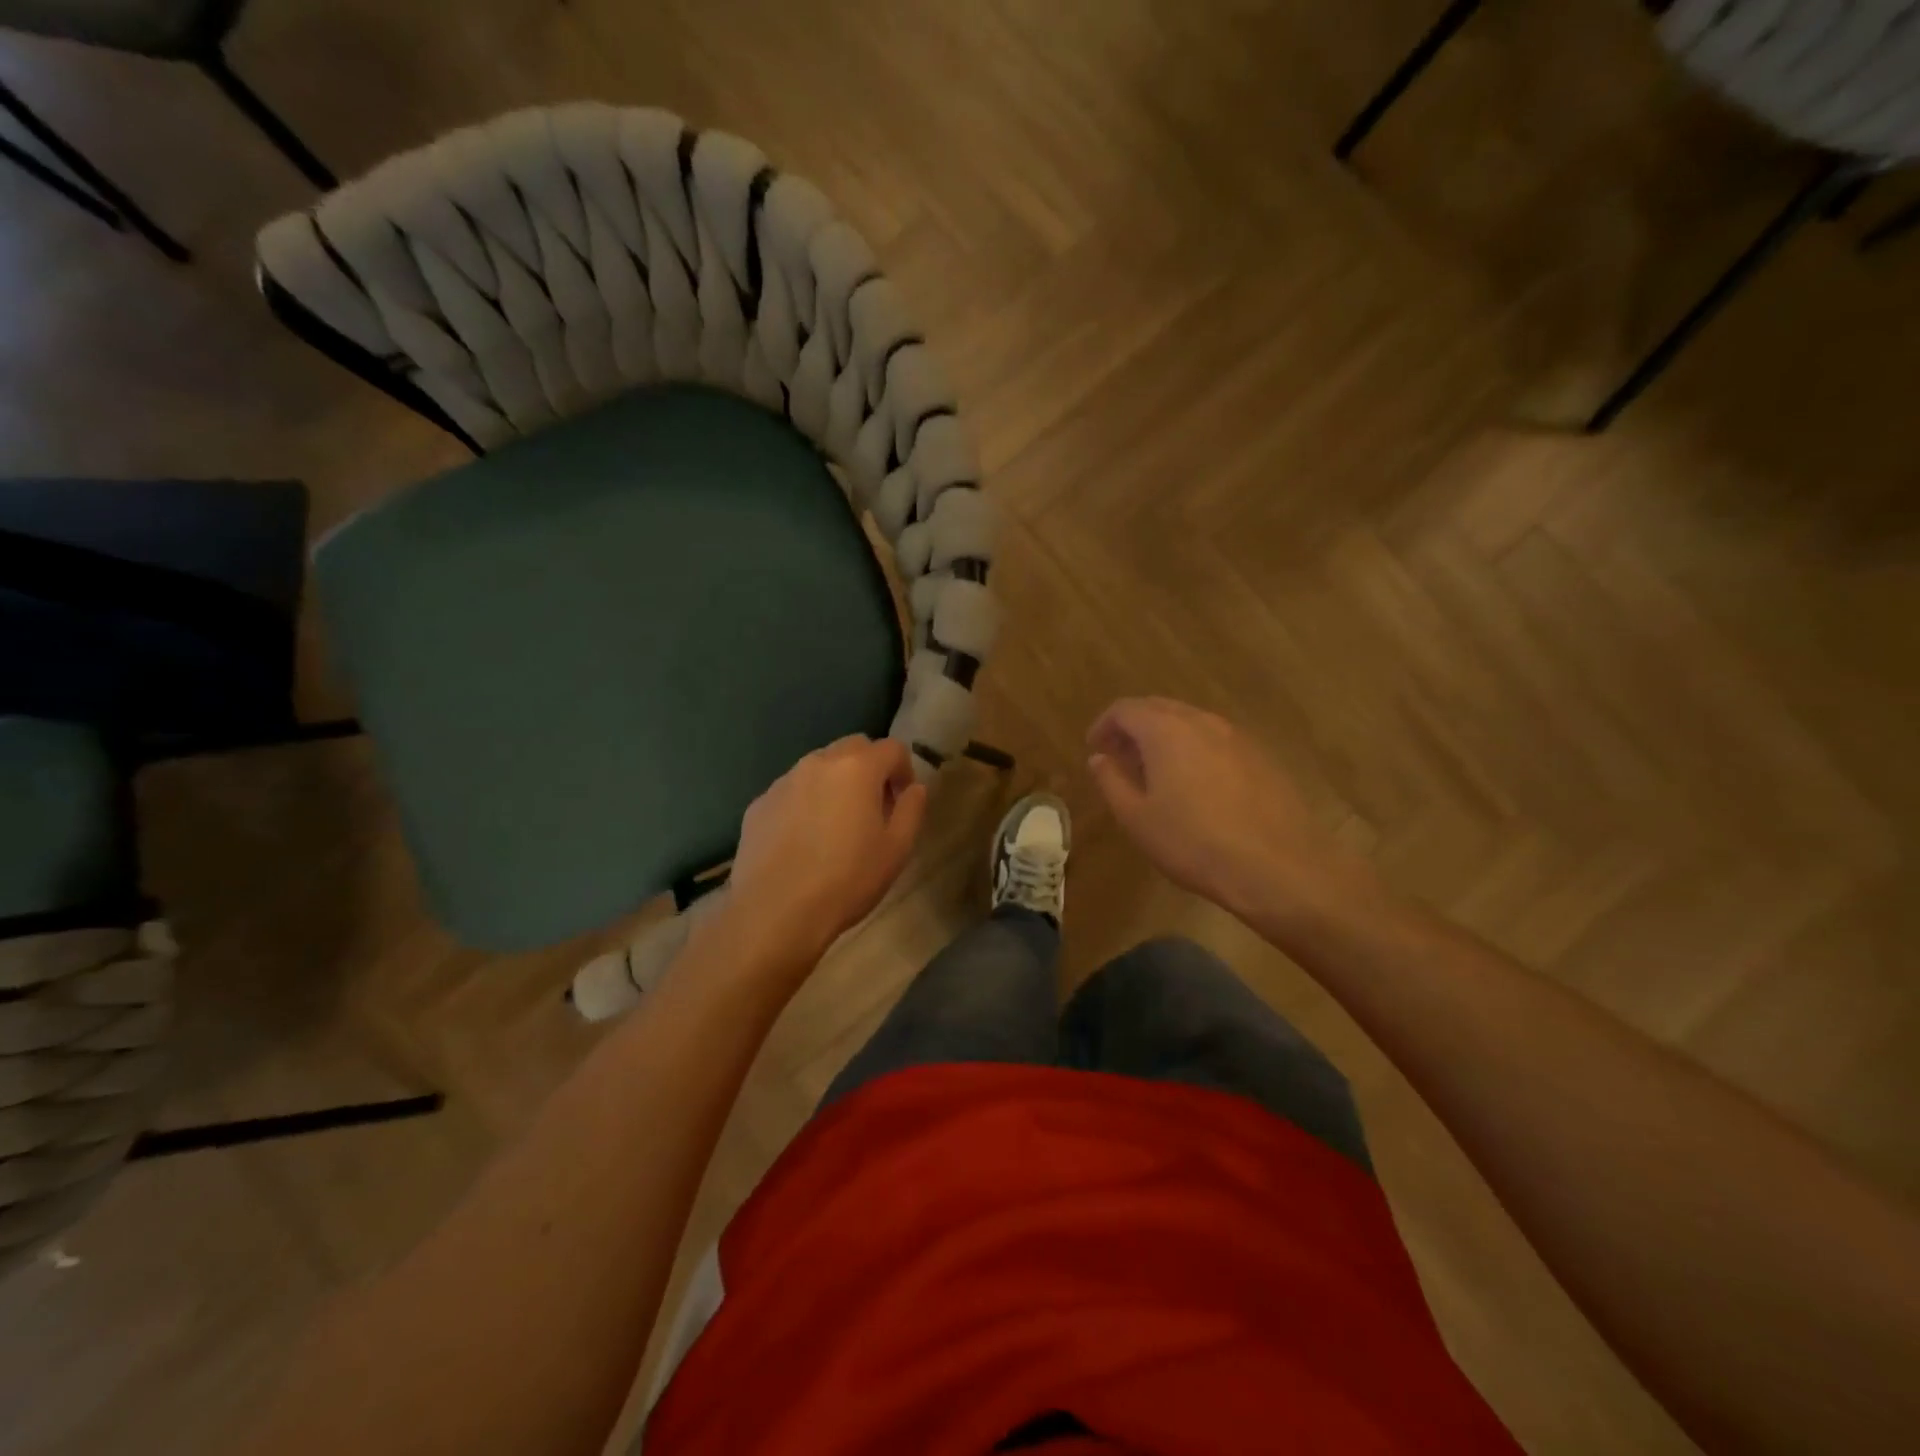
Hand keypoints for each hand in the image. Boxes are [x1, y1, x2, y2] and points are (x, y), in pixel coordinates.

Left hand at [724, 736, 928, 971]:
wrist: (775, 911)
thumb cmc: (847, 879)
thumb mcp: (897, 849)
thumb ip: (912, 809)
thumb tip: (914, 788)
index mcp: (857, 767)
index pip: (892, 748)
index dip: (905, 770)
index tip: (903, 801)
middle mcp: (818, 762)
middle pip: (853, 748)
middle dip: (870, 768)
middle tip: (873, 807)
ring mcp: (783, 781)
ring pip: (819, 768)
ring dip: (835, 784)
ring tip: (836, 826)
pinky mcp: (759, 804)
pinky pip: (792, 792)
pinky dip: (805, 803)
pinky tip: (804, 841)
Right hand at [1087, 698, 1377, 930]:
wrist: (1278, 866)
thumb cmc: (1194, 843)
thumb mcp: (1137, 818)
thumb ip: (1111, 781)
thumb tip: (1099, 759)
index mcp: (1165, 730)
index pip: (1125, 709)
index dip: (1104, 725)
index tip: (1095, 748)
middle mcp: (1201, 721)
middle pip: (1158, 708)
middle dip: (1134, 727)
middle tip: (1120, 757)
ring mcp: (1237, 737)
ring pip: (1190, 722)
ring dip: (1165, 737)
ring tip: (1155, 772)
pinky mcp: (1261, 757)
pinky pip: (1216, 740)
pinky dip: (1194, 749)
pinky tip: (1196, 785)